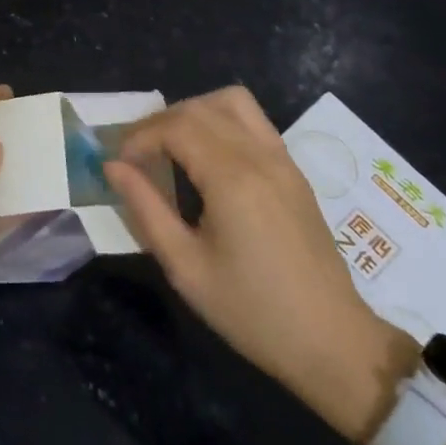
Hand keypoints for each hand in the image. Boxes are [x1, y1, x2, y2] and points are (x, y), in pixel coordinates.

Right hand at [106, 86, 418, 443]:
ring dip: (193, 112)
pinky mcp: (293, 170)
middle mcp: (259, 155)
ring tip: (172, 146)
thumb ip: (146, 209)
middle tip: (136, 156)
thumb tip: (113, 167)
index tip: (118, 164)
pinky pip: (253, 121)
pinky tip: (207, 158)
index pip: (175, 127)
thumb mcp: (186, 267)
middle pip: (198, 108)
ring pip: (231, 102)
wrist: (332, 342)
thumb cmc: (252, 311)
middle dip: (159, 123)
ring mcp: (282, 159)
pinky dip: (221, 121)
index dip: (139, 138)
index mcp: (232, 178)